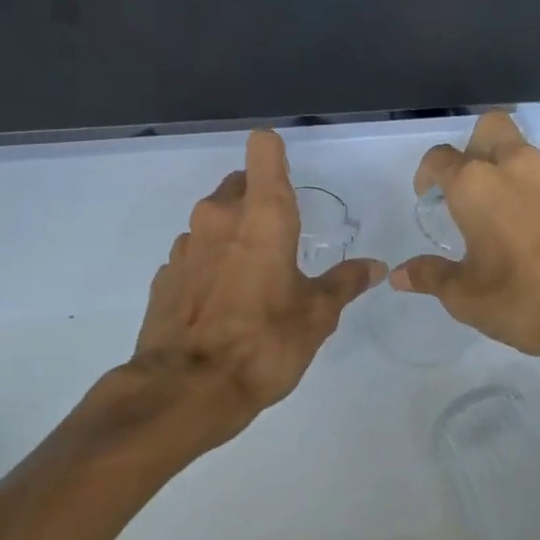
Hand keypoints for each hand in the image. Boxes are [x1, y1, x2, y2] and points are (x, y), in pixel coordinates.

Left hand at [131, 130, 386, 437]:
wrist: (187, 390)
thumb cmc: (264, 344)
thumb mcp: (316, 317)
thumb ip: (344, 283)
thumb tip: (375, 266)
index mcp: (262, 216)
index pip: (264, 150)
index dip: (277, 154)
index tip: (289, 178)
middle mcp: (218, 217)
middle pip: (239, 184)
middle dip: (259, 201)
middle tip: (281, 242)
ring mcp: (185, 245)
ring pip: (214, 221)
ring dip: (233, 236)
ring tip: (252, 280)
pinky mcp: (165, 275)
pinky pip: (194, 255)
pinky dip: (209, 266)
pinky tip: (221, 304)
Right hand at [391, 113, 539, 384]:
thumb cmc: (526, 302)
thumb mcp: (466, 298)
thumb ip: (430, 276)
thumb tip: (399, 274)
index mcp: (477, 186)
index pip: (440, 158)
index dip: (428, 173)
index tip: (429, 194)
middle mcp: (520, 167)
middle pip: (492, 130)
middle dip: (479, 148)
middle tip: (477, 187)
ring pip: (537, 163)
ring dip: (525, 184)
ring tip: (529, 227)